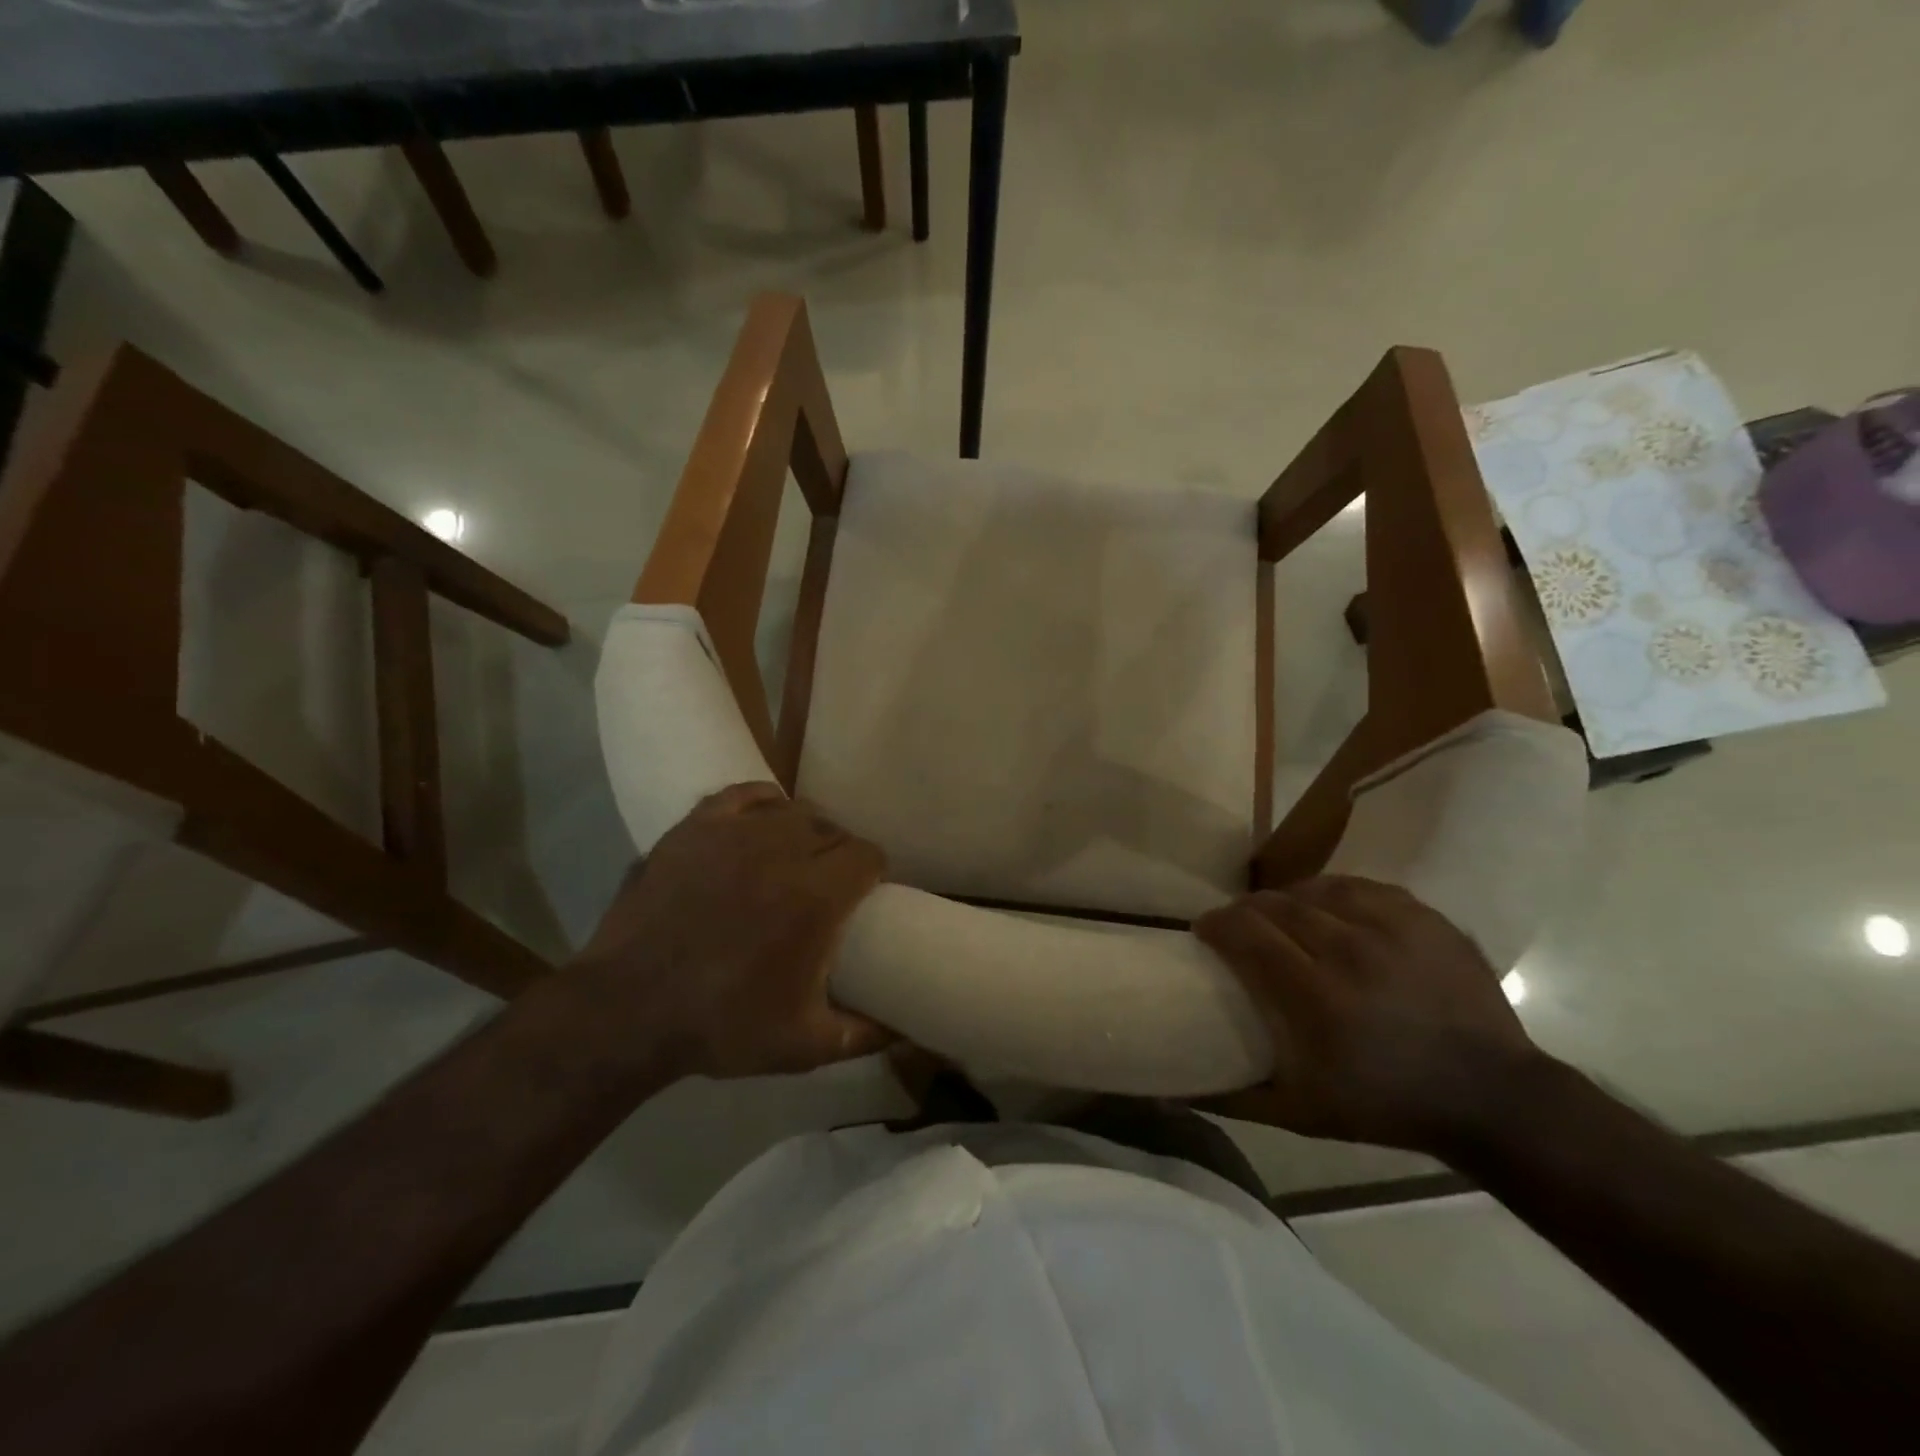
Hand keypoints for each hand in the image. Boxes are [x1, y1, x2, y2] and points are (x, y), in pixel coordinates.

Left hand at [577, 783, 892, 1078]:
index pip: (867, 854)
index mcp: (816, 896)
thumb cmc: (721, 1026)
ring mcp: (733, 834)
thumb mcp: (803, 1046)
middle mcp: (782, 851)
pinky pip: (743, 794)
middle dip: (841, 852)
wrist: (627, 1010)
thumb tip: (907, 1031)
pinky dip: (762, 804)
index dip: (872, 871)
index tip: (866, 892)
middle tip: (829, 884)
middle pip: (833, 829)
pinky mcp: (694, 828)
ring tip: (795, 856)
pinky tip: (761, 822)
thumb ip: (864, 1035)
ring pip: (792, 810)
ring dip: (805, 829)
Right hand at [1193, 876, 1544, 1155]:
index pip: (1245, 931)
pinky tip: (1328, 907)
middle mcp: (1349, 950)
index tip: (1204, 931)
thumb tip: (1170, 1093)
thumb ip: (1234, 1097)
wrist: (1492, 1096)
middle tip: (1238, 926)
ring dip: (1287, 899)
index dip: (1216, 923)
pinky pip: (1360, 886)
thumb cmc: (1387, 1106)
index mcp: (1316, 995)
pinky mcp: (1423, 917)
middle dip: (1245, 910)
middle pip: (1275, 904)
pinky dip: (1332, 892)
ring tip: (1281, 915)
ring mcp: (1392, 928)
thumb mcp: (1303, 1113)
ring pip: (1315, 889)